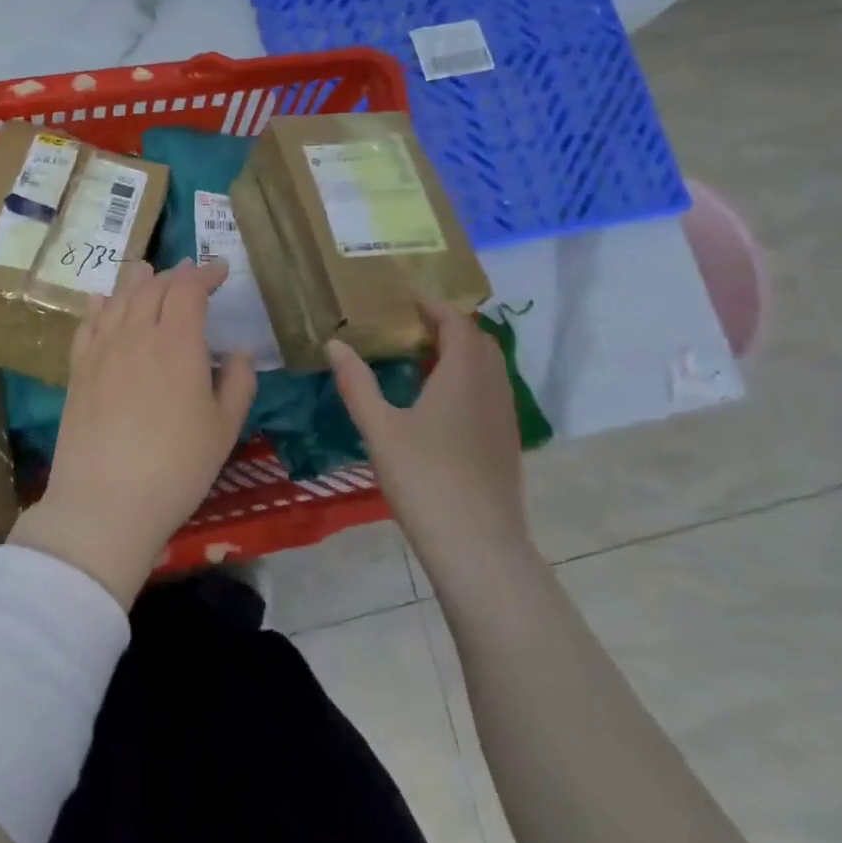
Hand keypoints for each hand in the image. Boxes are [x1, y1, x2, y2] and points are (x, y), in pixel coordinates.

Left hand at [10, 260, 257, 607]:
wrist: (104, 502)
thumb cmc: (176, 467)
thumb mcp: (224, 429)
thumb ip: (238, 382)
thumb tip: (239, 351)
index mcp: (177, 342)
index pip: (189, 288)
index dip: (205, 273)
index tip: (220, 270)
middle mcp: (136, 334)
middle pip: (153, 286)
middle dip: (175, 275)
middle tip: (189, 277)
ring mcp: (101, 350)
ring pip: (119, 299)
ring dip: (138, 281)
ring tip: (147, 272)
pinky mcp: (77, 370)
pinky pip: (88, 323)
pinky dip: (99, 305)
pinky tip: (101, 301)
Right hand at [326, 297, 527, 553]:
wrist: (477, 544)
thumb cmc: (424, 478)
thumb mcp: (380, 428)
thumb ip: (357, 383)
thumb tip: (335, 344)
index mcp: (463, 374)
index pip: (456, 322)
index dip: (432, 305)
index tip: (405, 297)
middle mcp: (491, 386)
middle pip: (477, 340)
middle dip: (448, 325)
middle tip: (411, 325)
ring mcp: (504, 416)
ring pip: (488, 367)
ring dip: (460, 352)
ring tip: (422, 357)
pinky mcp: (506, 441)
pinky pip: (490, 390)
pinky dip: (468, 378)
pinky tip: (440, 401)